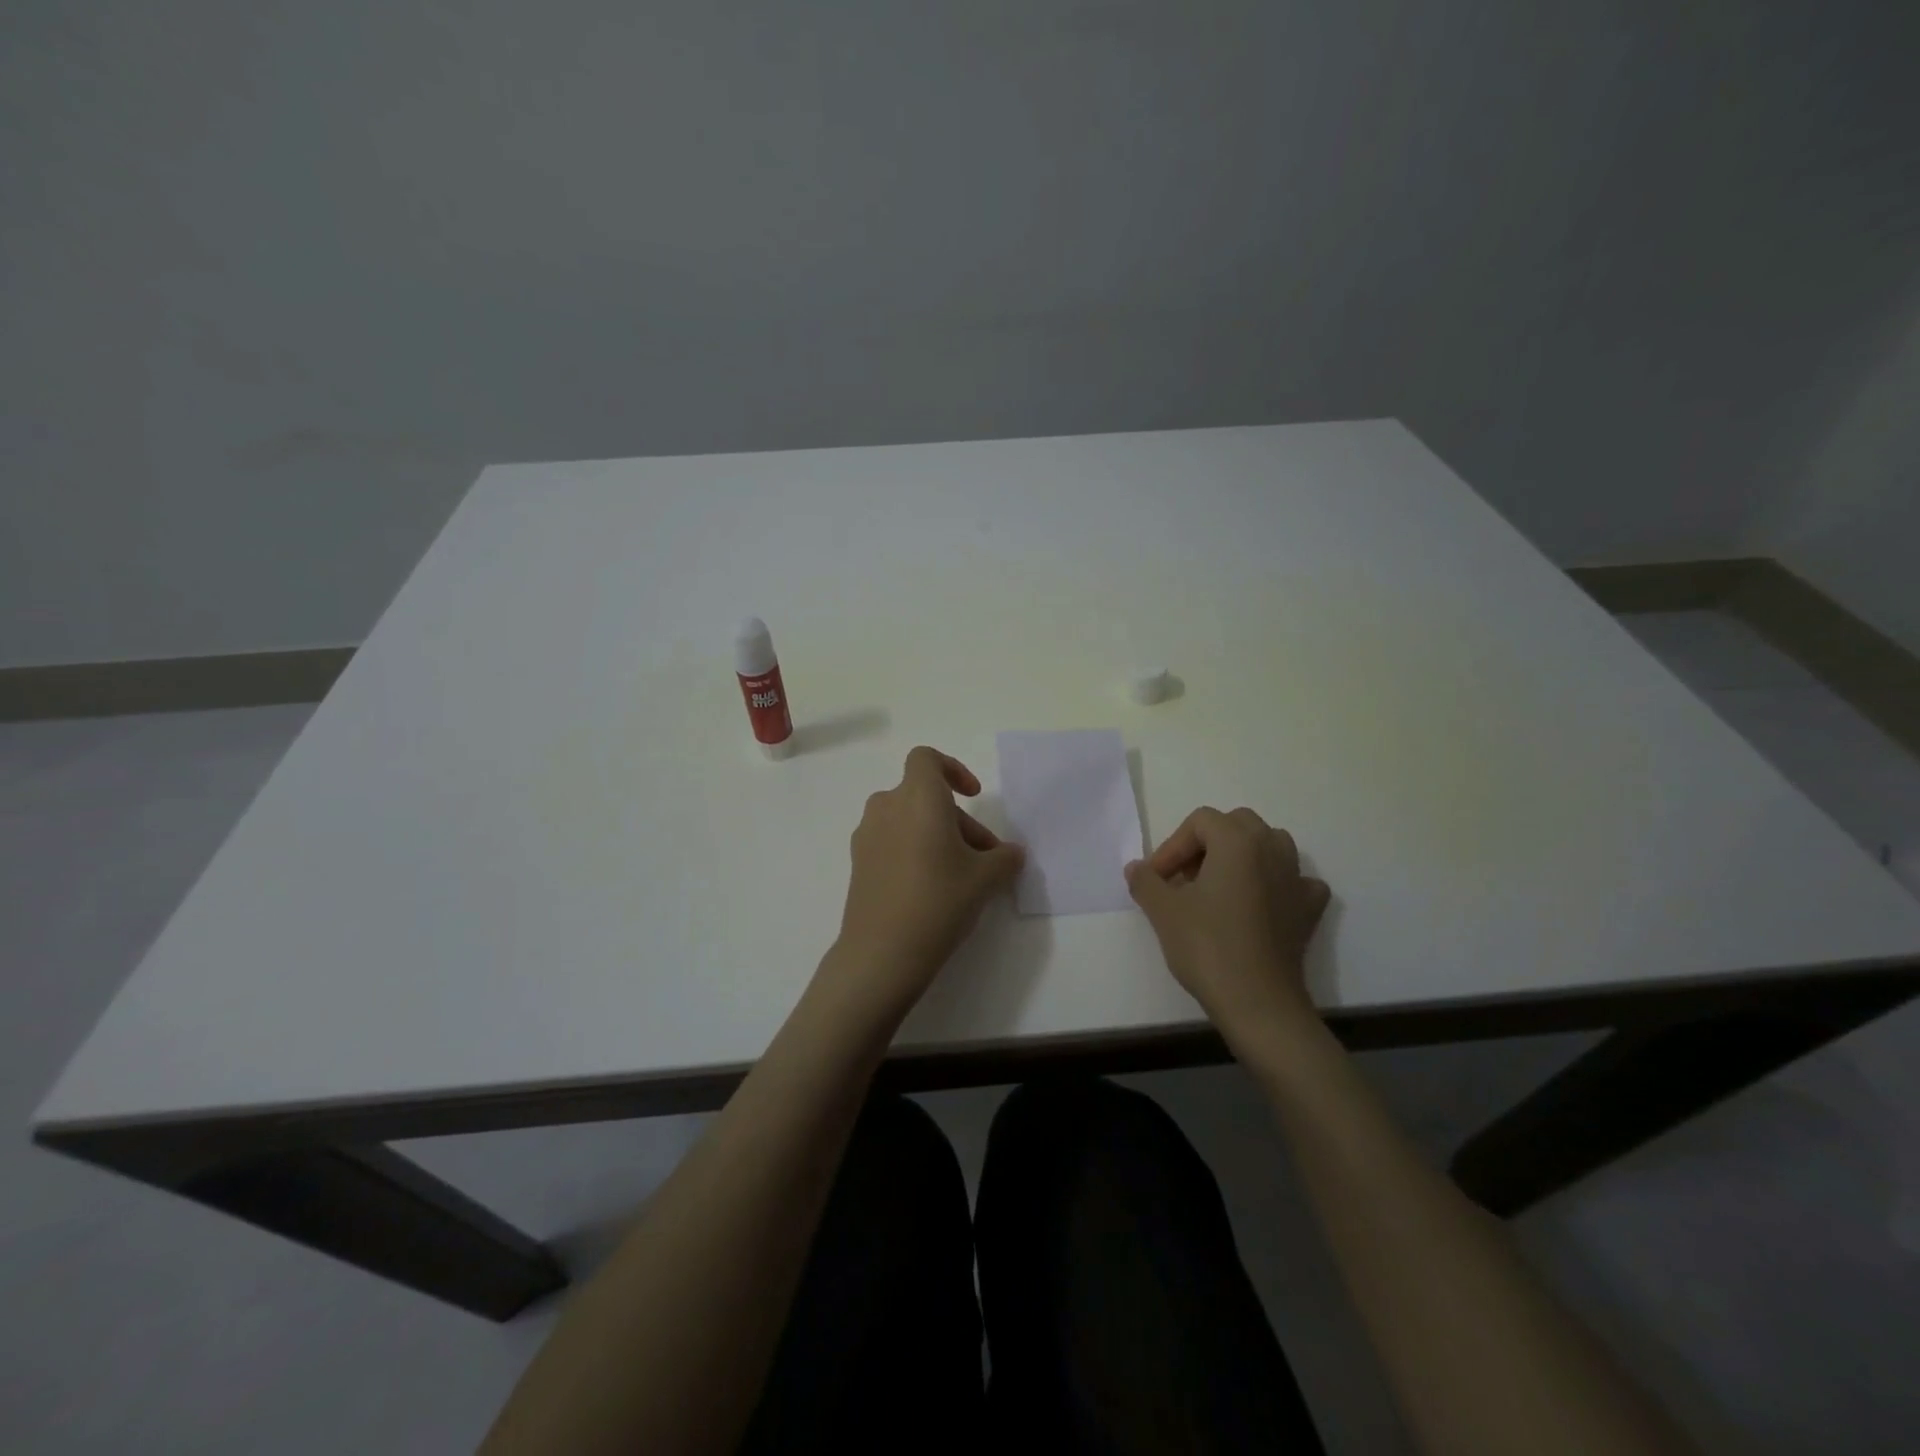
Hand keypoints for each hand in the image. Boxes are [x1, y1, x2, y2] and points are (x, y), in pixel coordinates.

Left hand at [829, 747, 1025, 1018]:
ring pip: (909, 820)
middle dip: (959, 820)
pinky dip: (914, 850)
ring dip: (937, 836)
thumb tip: (1011, 853)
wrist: (881, 953)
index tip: (973, 796)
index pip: (926, 758)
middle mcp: (886, 807)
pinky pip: (892, 841)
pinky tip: (931, 889)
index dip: (953, 769)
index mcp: (917, 797)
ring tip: (962, 876)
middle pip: (925, 796)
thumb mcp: (986, 879)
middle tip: (985, 858)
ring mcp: (867, 835)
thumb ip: (1005, 858)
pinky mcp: (858, 863)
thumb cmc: (938, 901)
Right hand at [1126, 807, 1330, 1043]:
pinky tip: (1259, 904)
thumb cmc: (1207, 946)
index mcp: (1238, 841)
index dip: (1172, 846)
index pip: (1200, 821)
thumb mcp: (1163, 910)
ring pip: (1268, 846)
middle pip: (1237, 825)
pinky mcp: (1309, 908)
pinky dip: (1275, 884)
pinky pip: (1293, 880)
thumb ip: (1146, 881)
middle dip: (1207, 844)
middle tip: (1185, 878)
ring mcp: (1297, 878)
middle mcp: (1273, 848)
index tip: (1157, 879)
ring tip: (1218, 887)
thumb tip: (1136, 868)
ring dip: (1242, 857)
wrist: (1258, 1002)